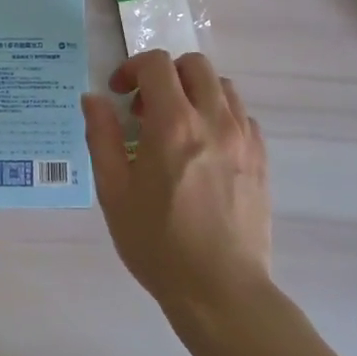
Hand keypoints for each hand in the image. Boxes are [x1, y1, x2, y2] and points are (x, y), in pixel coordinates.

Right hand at [81, 51, 273, 320]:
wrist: (220, 291)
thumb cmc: (158, 243)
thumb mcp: (114, 191)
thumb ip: (102, 137)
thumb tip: (94, 99)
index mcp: (173, 124)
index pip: (156, 64)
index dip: (132, 68)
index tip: (119, 95)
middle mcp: (214, 120)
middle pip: (194, 65)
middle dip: (165, 74)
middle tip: (146, 108)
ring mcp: (244, 139)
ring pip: (222, 87)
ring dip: (194, 92)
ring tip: (176, 126)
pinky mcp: (262, 159)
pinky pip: (242, 116)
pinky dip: (220, 116)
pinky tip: (204, 148)